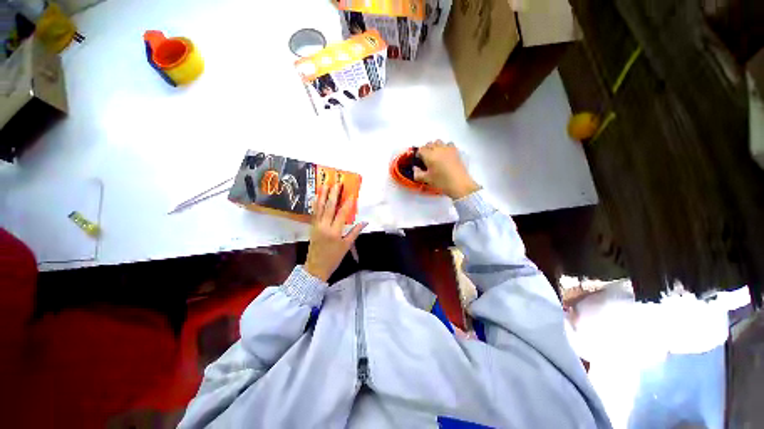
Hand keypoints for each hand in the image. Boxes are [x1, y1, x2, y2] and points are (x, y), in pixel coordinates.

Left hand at [304, 183, 366, 281]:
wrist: (316, 268)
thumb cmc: (334, 258)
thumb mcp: (346, 246)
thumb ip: (355, 232)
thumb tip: (365, 222)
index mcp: (335, 232)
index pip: (342, 214)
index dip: (347, 203)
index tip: (351, 194)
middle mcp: (324, 226)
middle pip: (329, 207)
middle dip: (333, 194)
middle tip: (337, 183)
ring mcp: (317, 226)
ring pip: (319, 208)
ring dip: (322, 195)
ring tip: (325, 185)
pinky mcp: (312, 227)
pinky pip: (314, 213)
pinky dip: (315, 204)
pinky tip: (316, 197)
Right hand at [414, 140, 480, 198]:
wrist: (459, 184)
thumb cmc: (441, 182)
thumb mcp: (427, 179)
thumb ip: (417, 173)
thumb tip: (415, 168)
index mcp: (429, 155)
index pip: (421, 149)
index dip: (419, 154)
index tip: (419, 160)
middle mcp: (438, 149)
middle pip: (429, 144)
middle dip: (426, 149)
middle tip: (426, 159)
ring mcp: (447, 149)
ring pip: (438, 142)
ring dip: (435, 146)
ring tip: (436, 156)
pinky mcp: (455, 151)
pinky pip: (448, 144)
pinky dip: (445, 147)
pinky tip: (445, 155)